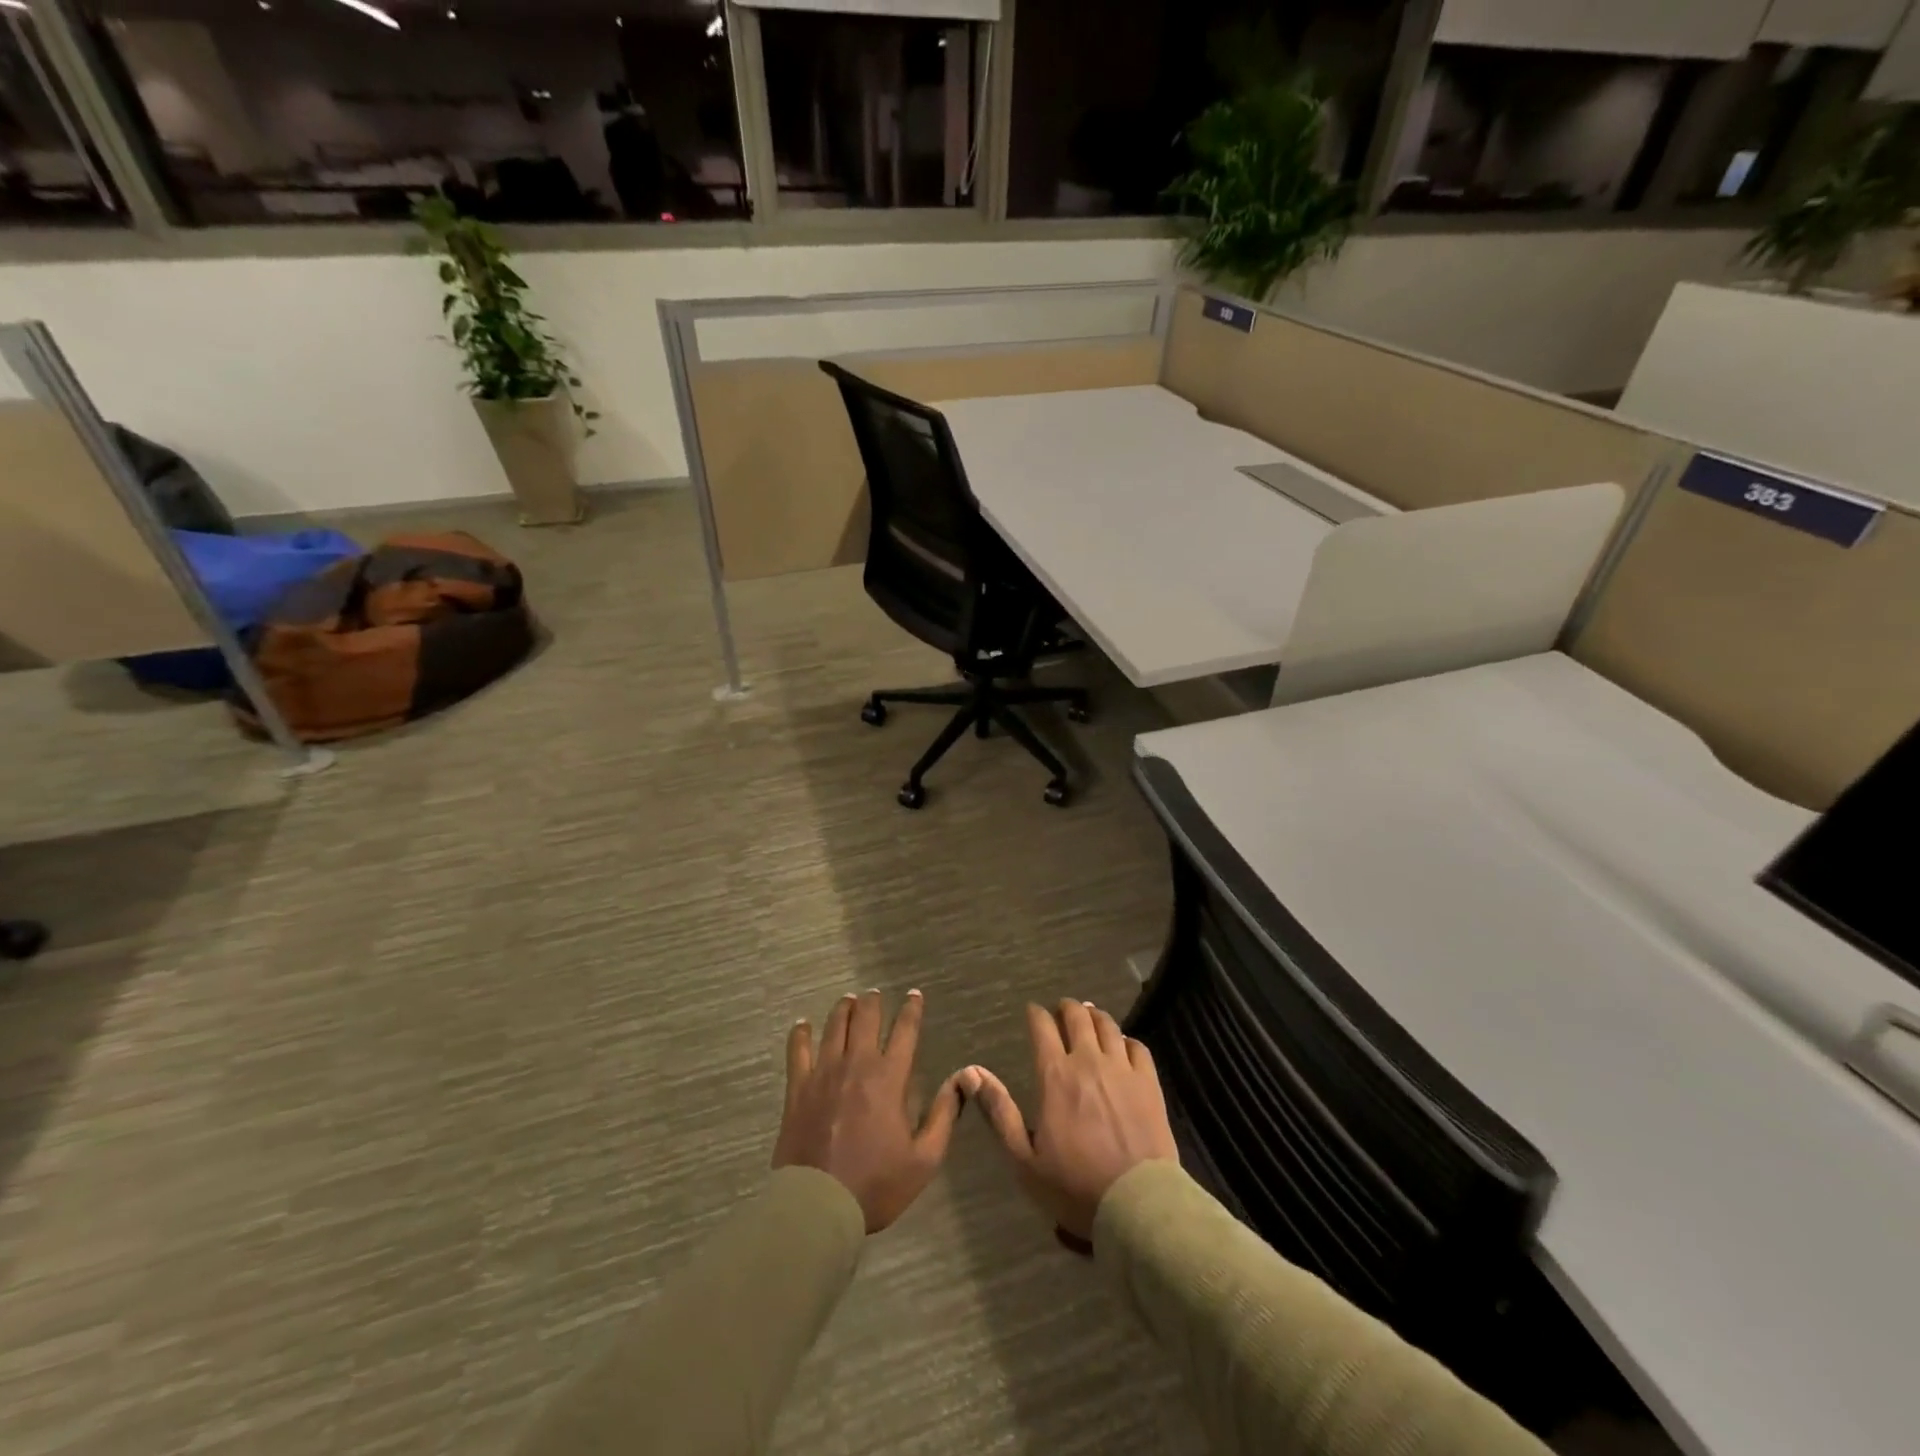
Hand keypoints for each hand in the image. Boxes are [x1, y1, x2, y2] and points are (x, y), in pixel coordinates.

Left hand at [773, 989, 967, 1233]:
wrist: (818, 1205)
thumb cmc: (876, 1184)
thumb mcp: (924, 1158)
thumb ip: (944, 1115)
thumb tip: (961, 1079)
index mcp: (890, 1078)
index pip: (905, 1031)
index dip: (912, 1010)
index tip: (914, 995)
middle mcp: (857, 1064)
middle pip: (866, 1018)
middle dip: (873, 1002)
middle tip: (875, 995)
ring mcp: (824, 1073)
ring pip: (835, 1027)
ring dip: (843, 1009)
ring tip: (848, 1000)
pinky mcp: (798, 1088)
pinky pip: (798, 1050)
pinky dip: (801, 1033)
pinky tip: (803, 1024)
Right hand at [970, 1000, 1178, 1242]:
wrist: (1136, 1204)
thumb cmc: (1074, 1186)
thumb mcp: (1024, 1158)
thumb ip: (1000, 1112)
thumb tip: (971, 1073)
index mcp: (1055, 1076)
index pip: (1042, 1027)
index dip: (1035, 1014)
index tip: (1032, 1011)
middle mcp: (1088, 1061)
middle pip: (1077, 1017)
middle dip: (1066, 1008)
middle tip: (1061, 1009)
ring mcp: (1122, 1069)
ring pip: (1107, 1025)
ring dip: (1095, 1016)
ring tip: (1089, 1016)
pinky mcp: (1149, 1083)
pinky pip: (1137, 1046)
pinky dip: (1126, 1039)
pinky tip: (1123, 1045)